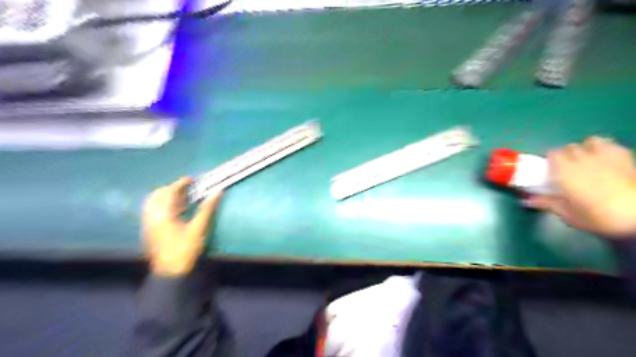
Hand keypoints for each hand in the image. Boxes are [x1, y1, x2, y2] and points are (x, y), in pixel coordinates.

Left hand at [141, 177, 222, 276]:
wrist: (170, 272)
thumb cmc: (185, 249)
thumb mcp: (198, 229)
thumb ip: (207, 209)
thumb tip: (217, 193)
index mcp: (162, 214)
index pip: (169, 192)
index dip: (180, 184)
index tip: (190, 179)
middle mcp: (152, 216)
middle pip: (157, 195)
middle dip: (171, 188)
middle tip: (187, 188)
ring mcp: (148, 224)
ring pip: (153, 203)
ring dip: (166, 196)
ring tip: (182, 198)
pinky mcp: (149, 230)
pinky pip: (153, 211)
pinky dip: (163, 205)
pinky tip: (175, 211)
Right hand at [530, 136, 635, 238]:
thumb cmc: (598, 216)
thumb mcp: (568, 215)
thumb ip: (547, 204)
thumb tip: (527, 201)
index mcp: (563, 171)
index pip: (552, 153)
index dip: (552, 160)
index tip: (552, 170)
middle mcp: (581, 159)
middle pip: (569, 147)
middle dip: (567, 155)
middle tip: (569, 169)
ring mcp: (604, 155)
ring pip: (589, 141)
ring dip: (586, 148)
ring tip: (588, 160)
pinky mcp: (624, 156)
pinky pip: (610, 143)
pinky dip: (605, 147)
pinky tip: (606, 158)